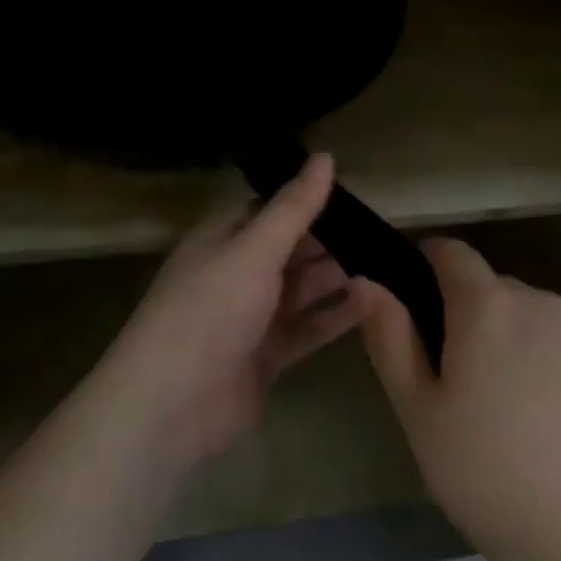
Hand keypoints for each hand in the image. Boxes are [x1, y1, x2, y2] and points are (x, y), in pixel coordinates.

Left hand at [101, 154, 364, 469]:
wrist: (172, 404)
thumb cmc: (210, 310)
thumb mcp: (254, 250)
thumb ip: (294, 207)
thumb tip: (325, 156)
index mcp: (223, 239)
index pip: (272, 210)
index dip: (310, 202)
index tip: (358, 198)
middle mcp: (236, 273)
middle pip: (291, 250)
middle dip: (332, 242)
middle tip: (386, 234)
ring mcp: (251, 318)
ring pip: (302, 290)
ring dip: (339, 278)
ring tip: (389, 265)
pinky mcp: (266, 356)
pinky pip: (307, 328)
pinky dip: (336, 317)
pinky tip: (373, 303)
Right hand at [358, 238, 560, 560]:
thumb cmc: (493, 478)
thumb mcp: (420, 414)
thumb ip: (390, 338)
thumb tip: (366, 281)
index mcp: (489, 305)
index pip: (450, 251)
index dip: (423, 267)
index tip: (412, 313)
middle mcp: (542, 303)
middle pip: (490, 290)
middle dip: (466, 320)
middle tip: (455, 390)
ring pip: (530, 322)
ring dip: (509, 347)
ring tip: (505, 421)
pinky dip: (549, 372)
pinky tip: (552, 436)